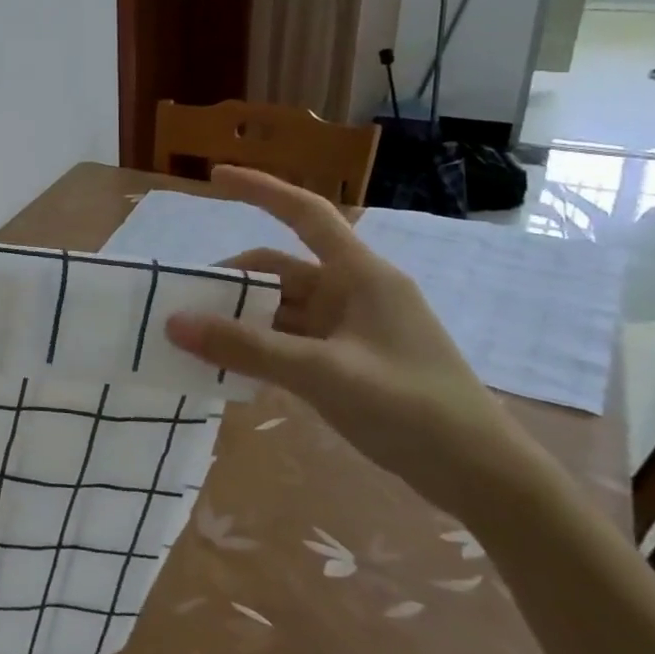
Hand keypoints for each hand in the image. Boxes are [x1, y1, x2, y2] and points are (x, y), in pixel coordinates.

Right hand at [163, 167, 538, 513]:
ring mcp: (351, 328)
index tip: (214, 177)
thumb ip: (246, 348)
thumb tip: (173, 323)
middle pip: (280, 269)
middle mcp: (354, 292)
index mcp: (361, 275)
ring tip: (194, 338)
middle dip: (233, 281)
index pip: (306, 213)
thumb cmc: (411, 409)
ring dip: (241, 319)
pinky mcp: (348, 361)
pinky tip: (228, 365)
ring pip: (281, 309)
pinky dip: (258, 346)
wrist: (481, 476)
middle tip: (182, 300)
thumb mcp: (321, 374)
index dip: (260, 189)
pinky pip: (290, 340)